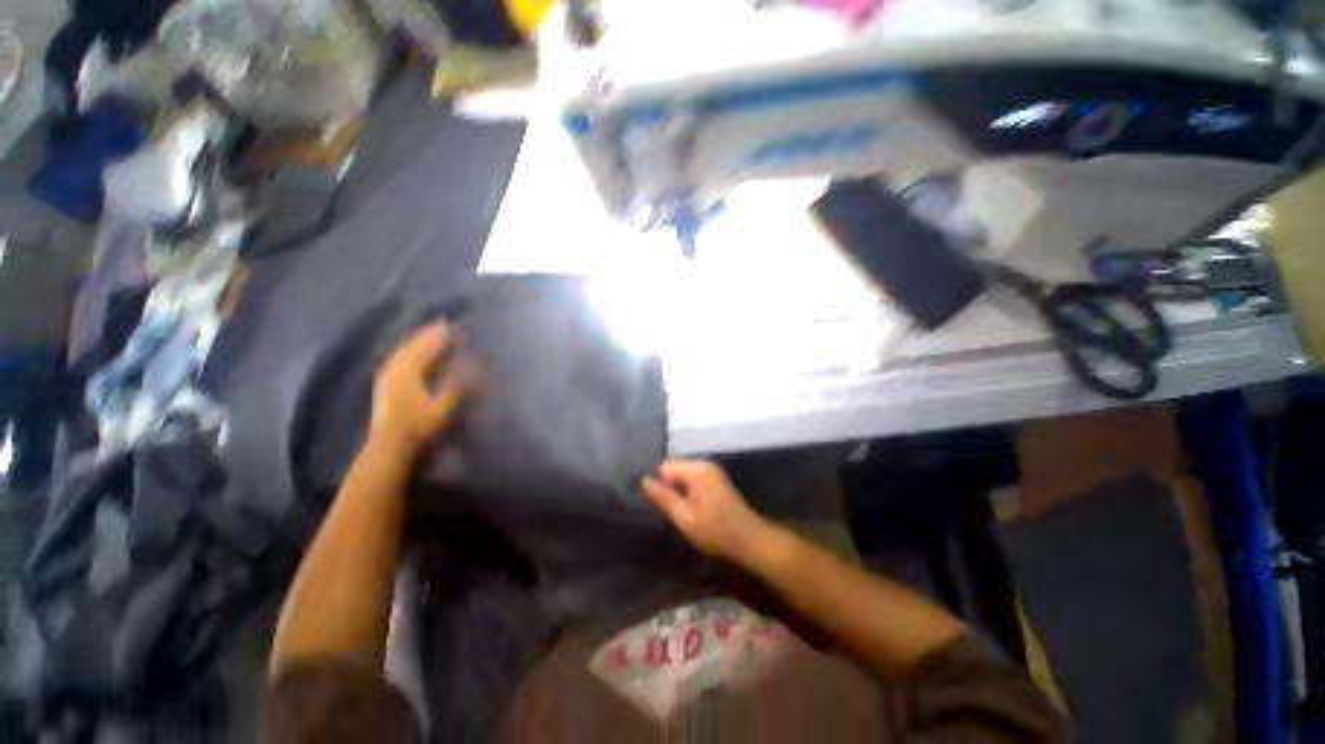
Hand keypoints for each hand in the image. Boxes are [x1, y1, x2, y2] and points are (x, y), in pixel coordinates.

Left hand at [369, 324, 478, 454]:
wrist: (389, 447)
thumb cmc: (419, 426)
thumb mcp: (444, 406)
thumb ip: (458, 384)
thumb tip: (474, 365)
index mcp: (409, 371)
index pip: (427, 347)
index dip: (442, 336)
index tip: (456, 328)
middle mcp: (395, 369)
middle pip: (413, 345)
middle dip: (429, 335)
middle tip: (444, 327)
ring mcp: (387, 376)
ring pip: (404, 352)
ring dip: (418, 342)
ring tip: (431, 336)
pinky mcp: (385, 385)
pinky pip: (398, 360)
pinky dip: (409, 353)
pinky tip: (413, 355)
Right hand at [642, 460, 774, 563]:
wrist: (750, 540)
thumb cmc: (715, 531)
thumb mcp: (684, 518)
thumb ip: (663, 498)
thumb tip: (644, 480)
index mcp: (696, 470)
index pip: (665, 467)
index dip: (660, 485)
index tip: (662, 506)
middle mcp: (705, 464)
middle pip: (675, 469)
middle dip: (669, 487)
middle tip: (672, 512)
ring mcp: (713, 471)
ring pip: (684, 475)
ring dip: (680, 491)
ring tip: (683, 513)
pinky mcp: (718, 480)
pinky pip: (695, 479)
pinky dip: (690, 492)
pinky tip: (694, 510)